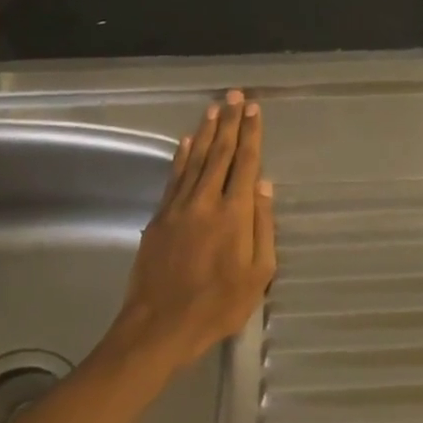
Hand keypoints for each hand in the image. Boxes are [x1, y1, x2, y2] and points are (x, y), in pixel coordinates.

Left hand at [106, 89, 276, 372]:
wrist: (159, 327)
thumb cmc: (218, 305)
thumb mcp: (257, 274)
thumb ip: (262, 226)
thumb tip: (264, 186)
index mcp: (234, 214)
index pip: (245, 163)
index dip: (251, 134)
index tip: (254, 109)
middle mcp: (205, 201)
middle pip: (219, 153)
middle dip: (229, 122)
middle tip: (235, 96)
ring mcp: (178, 208)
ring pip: (194, 160)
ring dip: (205, 132)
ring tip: (214, 108)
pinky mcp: (158, 219)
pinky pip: (173, 178)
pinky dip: (180, 156)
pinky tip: (185, 141)